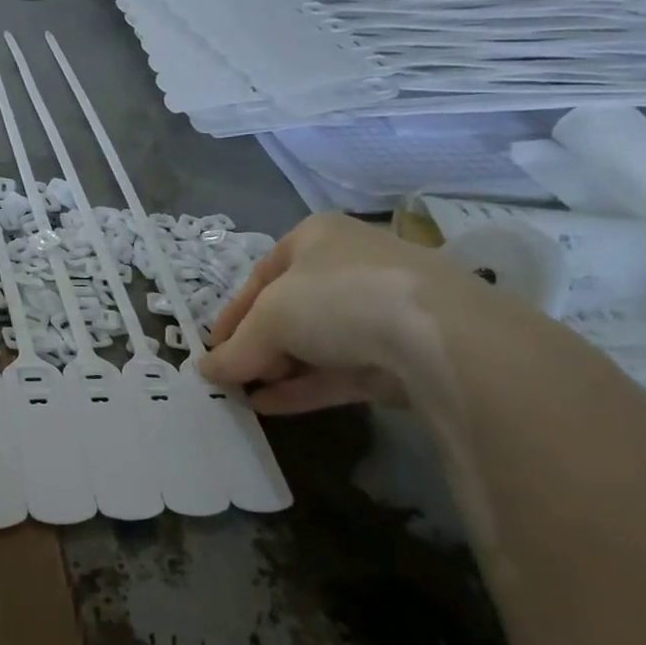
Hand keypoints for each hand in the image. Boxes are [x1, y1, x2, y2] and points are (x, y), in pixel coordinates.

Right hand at [199, 213, 513, 413]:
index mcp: (317, 237)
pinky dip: (305, 386)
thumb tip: (207, 371)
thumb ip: (236, 348)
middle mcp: (349, 265)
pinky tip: (271, 406)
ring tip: (245, 397)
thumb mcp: (269, 318)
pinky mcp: (402, 352)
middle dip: (257, 345)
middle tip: (233, 376)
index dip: (233, 314)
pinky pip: (341, 369)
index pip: (261, 276)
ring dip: (278, 370)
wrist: (438, 335)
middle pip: (289, 310)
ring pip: (317, 342)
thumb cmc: (337, 299)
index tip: (213, 349)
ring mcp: (381, 309)